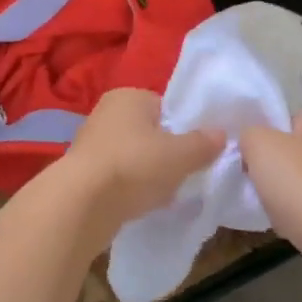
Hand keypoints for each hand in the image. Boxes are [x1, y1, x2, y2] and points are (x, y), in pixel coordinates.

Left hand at [59, 89, 222, 237]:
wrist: (81, 204)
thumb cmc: (135, 165)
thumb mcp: (181, 155)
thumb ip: (203, 143)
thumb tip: (220, 134)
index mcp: (128, 96)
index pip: (164, 106)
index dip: (182, 128)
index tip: (194, 151)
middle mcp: (106, 113)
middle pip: (149, 132)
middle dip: (165, 153)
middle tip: (182, 174)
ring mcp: (91, 143)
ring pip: (133, 155)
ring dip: (147, 173)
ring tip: (162, 193)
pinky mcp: (83, 172)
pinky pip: (118, 176)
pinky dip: (130, 187)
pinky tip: (140, 204)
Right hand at [239, 113, 301, 299]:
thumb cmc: (298, 183)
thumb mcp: (260, 144)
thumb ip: (249, 134)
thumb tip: (250, 142)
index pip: (286, 118)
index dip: (263, 129)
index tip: (243, 147)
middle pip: (290, 151)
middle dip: (268, 163)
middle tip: (246, 175)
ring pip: (297, 181)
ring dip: (279, 191)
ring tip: (260, 202)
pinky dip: (291, 214)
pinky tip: (280, 223)